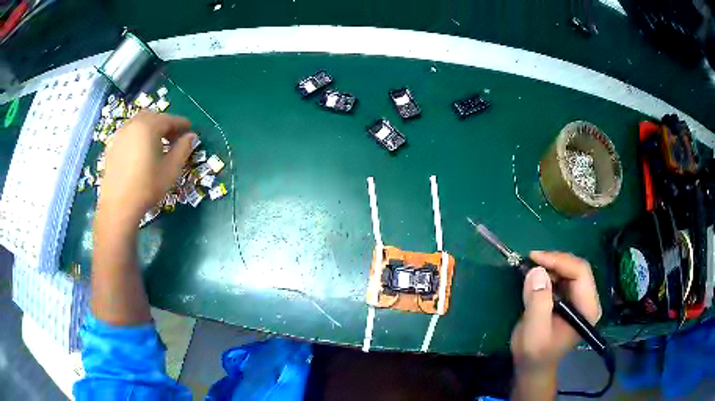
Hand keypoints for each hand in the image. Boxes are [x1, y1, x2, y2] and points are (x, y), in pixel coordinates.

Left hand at [97, 111, 194, 230]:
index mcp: (149, 126)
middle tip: (173, 138)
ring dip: (150, 128)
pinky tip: (139, 152)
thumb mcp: (171, 169)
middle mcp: (133, 124)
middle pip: (153, 117)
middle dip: (165, 124)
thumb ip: (183, 148)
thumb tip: (191, 136)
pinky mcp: (111, 146)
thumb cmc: (147, 187)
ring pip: (139, 123)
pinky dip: (137, 136)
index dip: (182, 124)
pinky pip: (128, 133)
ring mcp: (120, 134)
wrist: (119, 206)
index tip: (190, 131)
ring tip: (156, 145)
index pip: (170, 119)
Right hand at [511, 251, 601, 373]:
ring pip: (571, 269)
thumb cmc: (534, 354)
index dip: (559, 261)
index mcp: (587, 309)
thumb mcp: (534, 333)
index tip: (534, 258)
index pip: (581, 273)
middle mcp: (588, 300)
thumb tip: (536, 271)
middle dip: (554, 261)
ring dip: (551, 266)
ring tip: (530, 269)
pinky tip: (536, 277)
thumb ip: (537, 304)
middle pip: (577, 268)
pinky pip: (564, 276)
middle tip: (530, 260)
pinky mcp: (572, 298)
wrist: (533, 366)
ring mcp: (581, 299)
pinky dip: (549, 272)